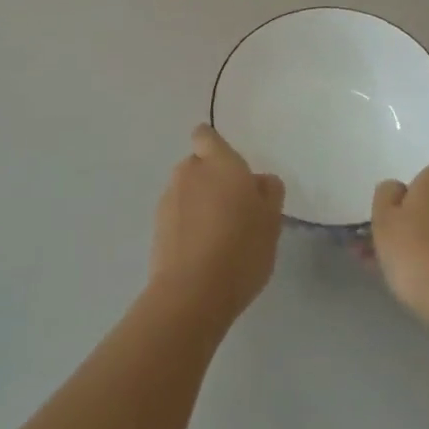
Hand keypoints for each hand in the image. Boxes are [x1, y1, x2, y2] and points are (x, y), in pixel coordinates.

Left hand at [149, 125, 284, 327]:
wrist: (193, 292)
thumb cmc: (241, 248)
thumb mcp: (272, 220)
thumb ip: (268, 192)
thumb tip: (258, 181)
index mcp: (220, 163)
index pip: (206, 136)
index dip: (214, 147)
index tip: (230, 169)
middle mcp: (189, 172)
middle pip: (197, 165)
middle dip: (211, 180)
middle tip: (234, 209)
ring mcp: (169, 199)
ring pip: (186, 191)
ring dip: (198, 203)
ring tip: (219, 236)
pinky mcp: (156, 227)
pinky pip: (177, 216)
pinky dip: (187, 225)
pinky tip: (203, 252)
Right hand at [370, 150, 428, 329]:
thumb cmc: (414, 247)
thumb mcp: (384, 218)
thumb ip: (387, 195)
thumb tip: (398, 187)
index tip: (418, 165)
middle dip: (417, 202)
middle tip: (386, 215)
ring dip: (415, 231)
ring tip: (375, 252)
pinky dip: (424, 253)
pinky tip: (396, 272)